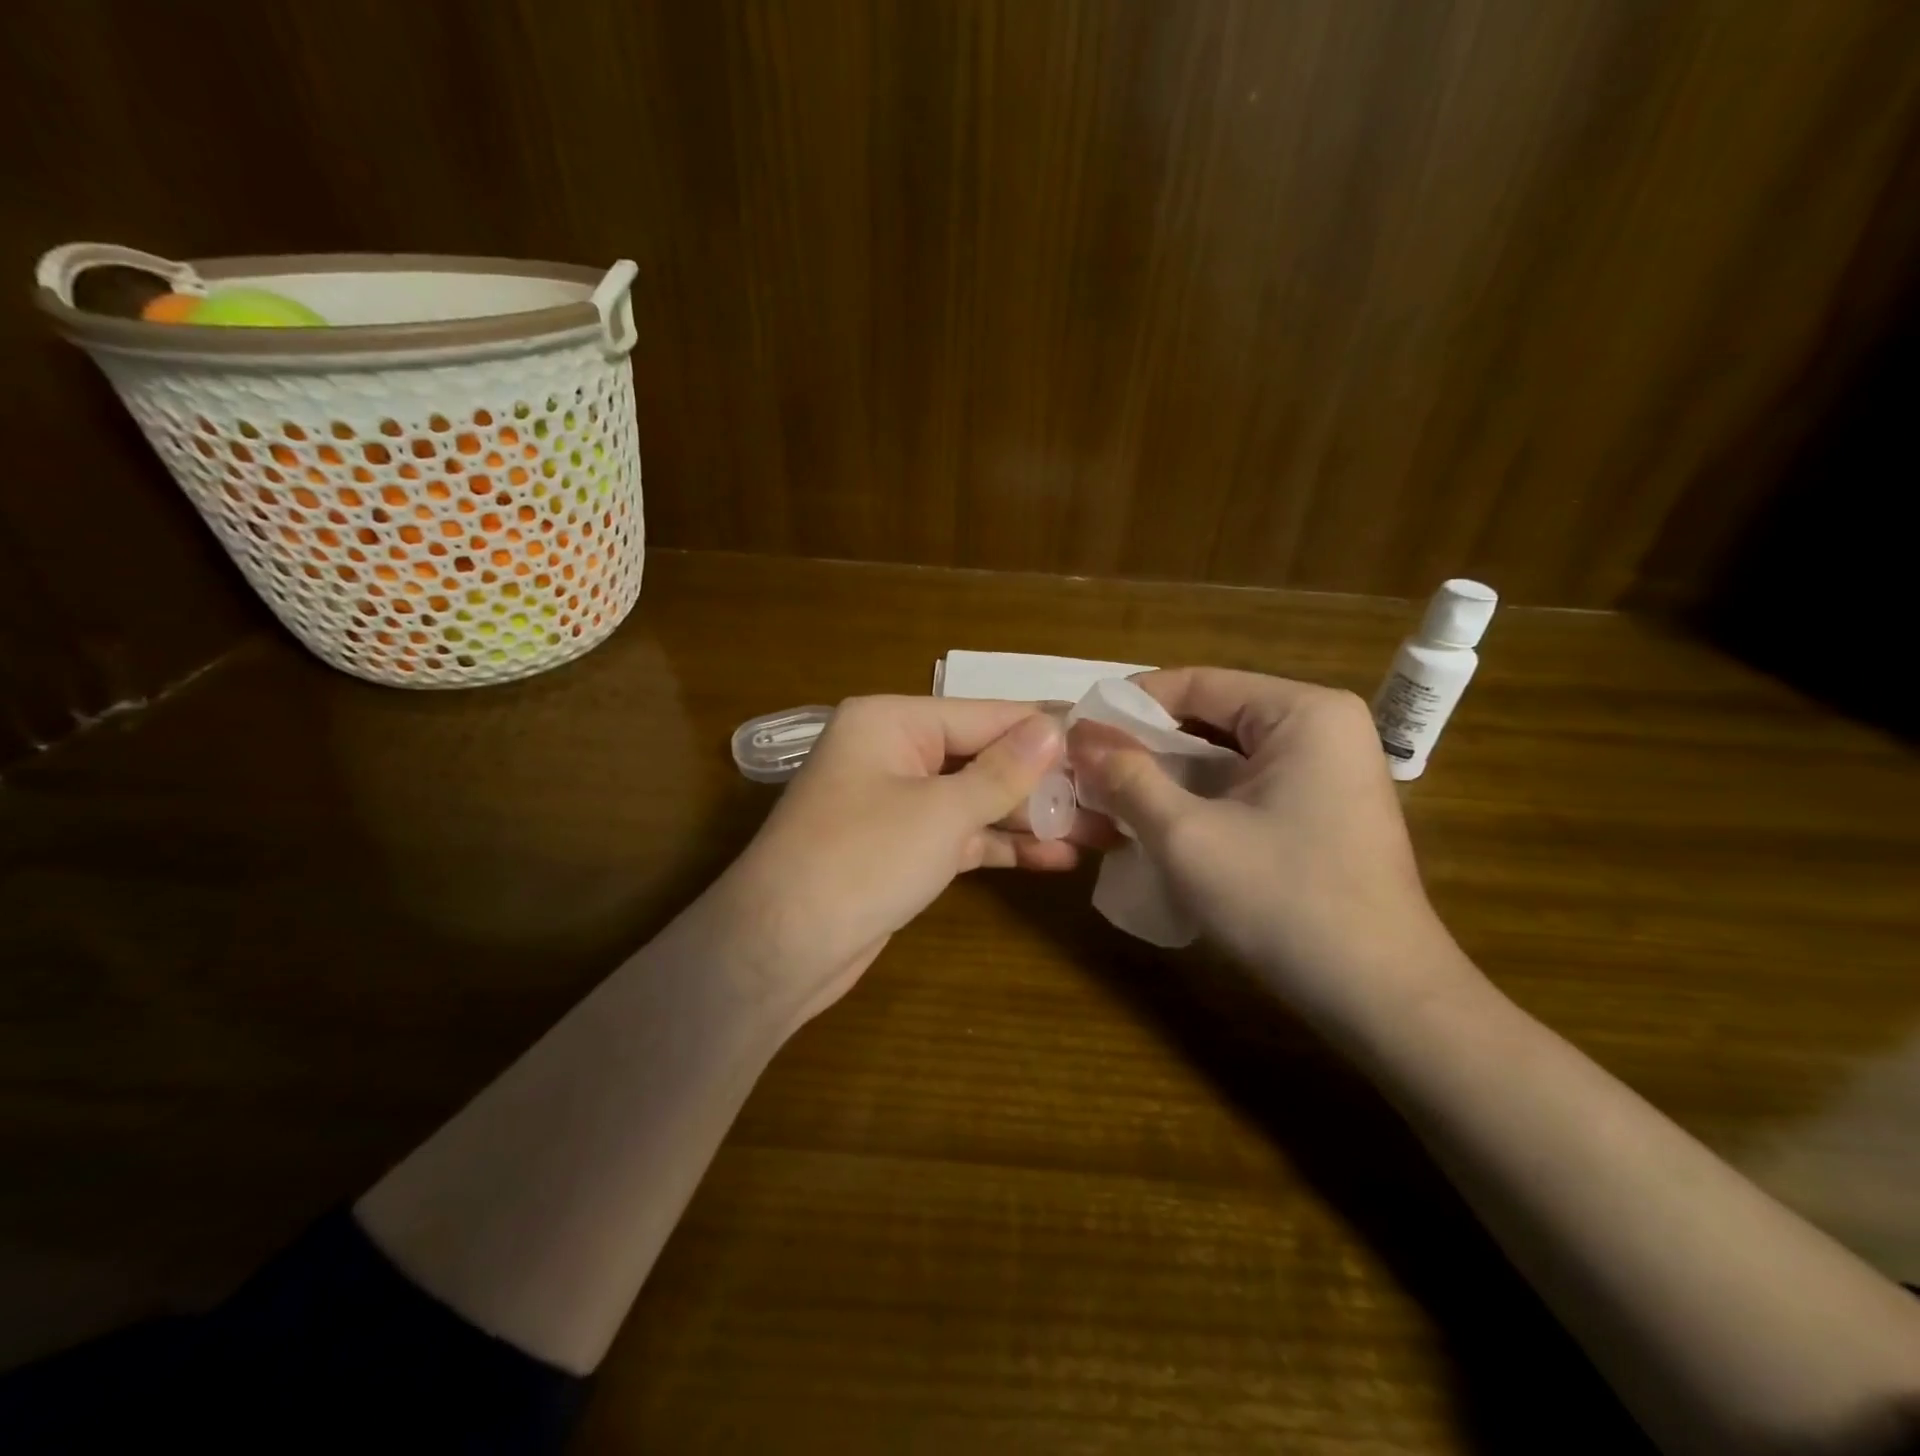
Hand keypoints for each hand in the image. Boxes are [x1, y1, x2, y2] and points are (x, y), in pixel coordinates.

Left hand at [700, 696, 1085, 1025]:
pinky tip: (1056, 858)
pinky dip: (1002, 845)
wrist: (779, 950)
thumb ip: (1002, 772)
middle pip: (983, 757)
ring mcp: (897, 804)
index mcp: (892, 722)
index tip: (1106, 741)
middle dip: (1044, 781)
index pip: (985, 715)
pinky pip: (961, 836)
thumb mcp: (940, 812)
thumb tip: (1054, 727)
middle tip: (1113, 796)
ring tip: (1101, 830)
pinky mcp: (902, 850)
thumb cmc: (861, 860)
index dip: (1046, 731)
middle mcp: (893, 753)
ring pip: (976, 800)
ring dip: (1031, 817)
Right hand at [1067, 668, 1474, 1032]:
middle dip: (1147, 745)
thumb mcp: (1187, 836)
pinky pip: (1246, 785)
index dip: (1129, 706)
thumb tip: (1080, 737)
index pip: (1196, 683)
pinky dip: (1201, 798)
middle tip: (1087, 770)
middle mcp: (1323, 727)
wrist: (1380, 998)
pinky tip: (1161, 824)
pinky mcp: (1324, 809)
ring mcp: (1329, 770)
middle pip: (1212, 717)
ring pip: (1226, 755)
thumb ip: (1127, 778)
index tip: (1077, 733)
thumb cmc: (1283, 902)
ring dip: (1169, 775)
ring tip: (1113, 797)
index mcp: (1303, 712)